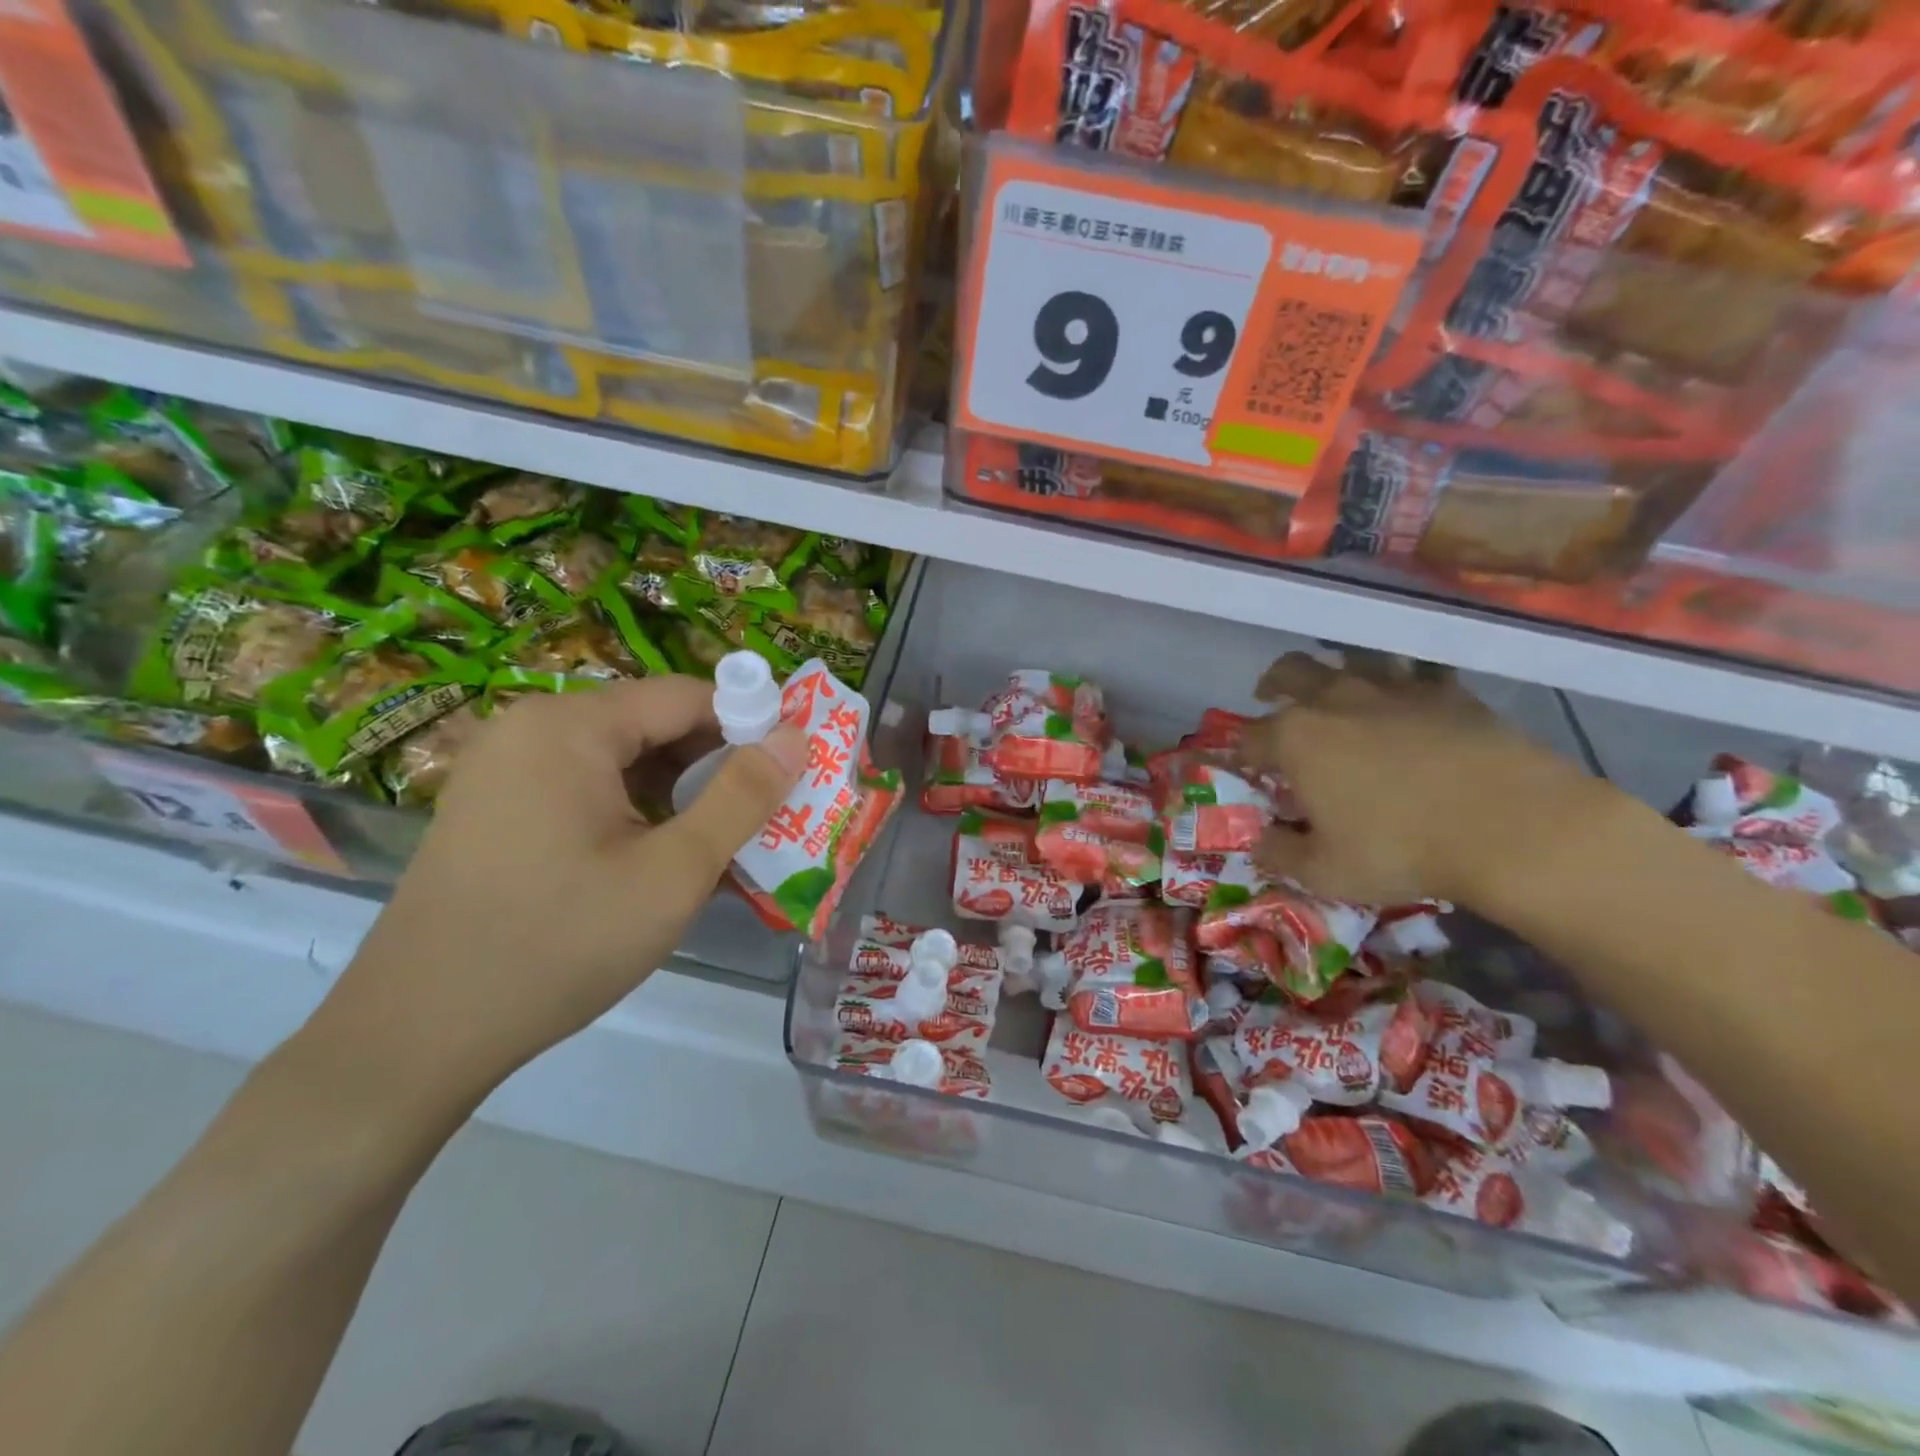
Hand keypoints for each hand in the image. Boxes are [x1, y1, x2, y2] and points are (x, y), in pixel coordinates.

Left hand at [314, 678, 805, 1104]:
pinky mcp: (496, 807)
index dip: (750, 727)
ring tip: (720, 847)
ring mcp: (506, 768)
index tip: (791, 774)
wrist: (416, 1036)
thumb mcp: (673, 873)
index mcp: (570, 726)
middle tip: (763, 819)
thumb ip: (743, 798)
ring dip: (680, 795)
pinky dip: (637, 813)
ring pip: (623, 759)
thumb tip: (797, 738)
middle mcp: (532, 729)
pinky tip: (662, 861)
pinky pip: (588, 788)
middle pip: (653, 724)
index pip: (687, 696)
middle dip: (715, 766)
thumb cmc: (559, 945)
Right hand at [1238, 652, 1603, 908]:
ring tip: (1340, 692)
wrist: (1514, 826)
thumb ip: (1280, 854)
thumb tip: (1259, 841)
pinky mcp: (1449, 691)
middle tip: (1273, 699)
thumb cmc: (1401, 849)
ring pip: (1351, 658)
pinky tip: (1409, 703)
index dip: (1239, 752)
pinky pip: (1415, 673)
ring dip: (1336, 671)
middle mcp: (1335, 698)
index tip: (1244, 767)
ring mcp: (1394, 688)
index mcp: (1295, 738)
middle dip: (1274, 685)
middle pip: (1290, 672)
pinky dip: (1402, 682)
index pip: (1247, 736)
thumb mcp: (1324, 872)